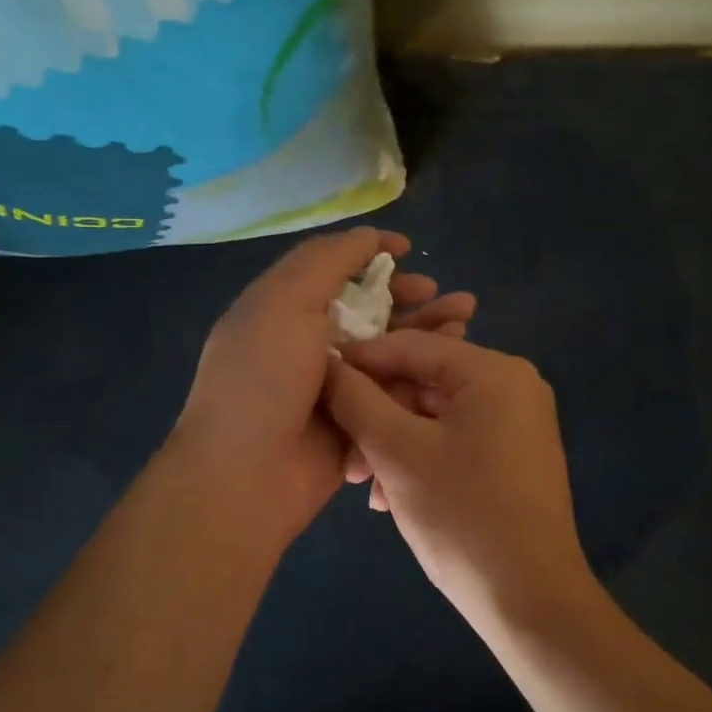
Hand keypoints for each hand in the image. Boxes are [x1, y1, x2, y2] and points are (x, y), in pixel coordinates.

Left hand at [173, 228, 475, 542]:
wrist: (247, 474)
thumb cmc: (262, 376)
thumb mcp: (285, 300)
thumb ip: (327, 261)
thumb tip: (367, 236)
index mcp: (285, 310)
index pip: (334, 271)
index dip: (371, 255)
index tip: (409, 250)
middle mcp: (310, 344)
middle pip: (370, 311)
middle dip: (411, 298)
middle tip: (448, 295)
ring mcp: (336, 387)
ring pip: (390, 350)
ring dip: (426, 332)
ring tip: (464, 319)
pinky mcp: (358, 423)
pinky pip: (395, 392)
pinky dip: (422, 375)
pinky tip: (454, 363)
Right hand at [322, 332, 597, 625]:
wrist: (531, 601)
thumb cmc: (462, 517)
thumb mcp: (397, 452)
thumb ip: (356, 399)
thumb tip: (326, 364)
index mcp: (494, 371)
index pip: (410, 345)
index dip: (357, 361)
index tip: (314, 379)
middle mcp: (513, 385)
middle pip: (423, 381)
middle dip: (376, 416)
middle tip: (343, 456)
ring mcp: (518, 421)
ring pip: (435, 414)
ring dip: (392, 443)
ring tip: (362, 483)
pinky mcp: (515, 454)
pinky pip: (455, 437)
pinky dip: (420, 457)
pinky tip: (389, 494)